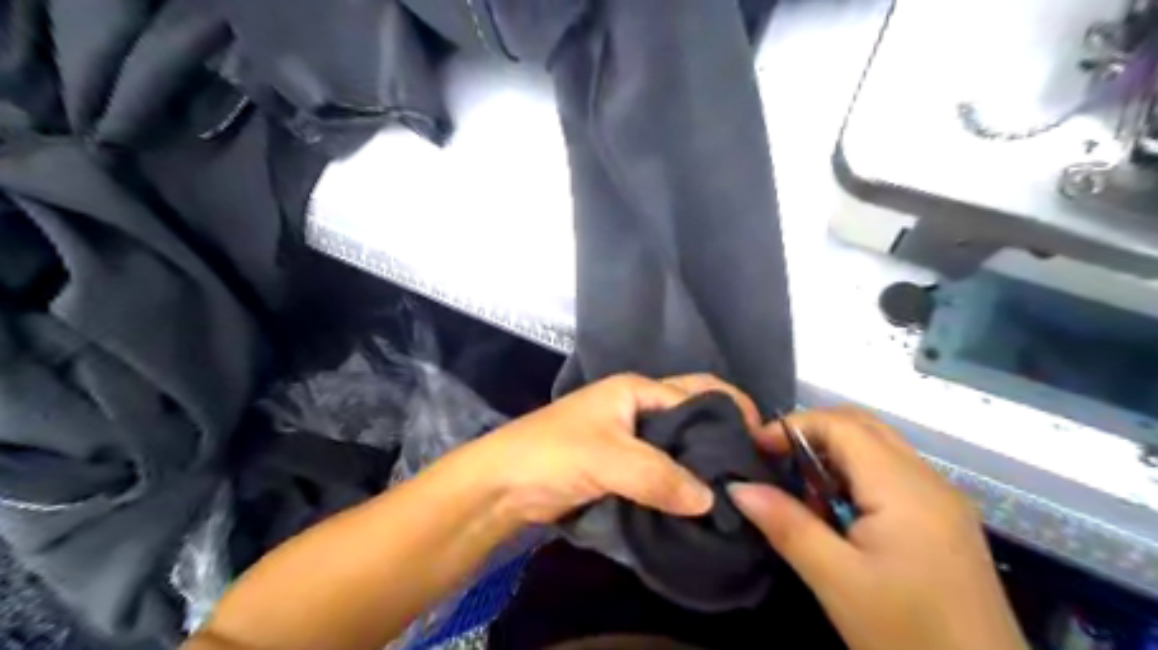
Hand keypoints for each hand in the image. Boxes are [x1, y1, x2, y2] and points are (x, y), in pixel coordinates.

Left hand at [470, 372, 760, 525]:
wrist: (501, 485)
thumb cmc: (553, 454)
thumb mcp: (610, 459)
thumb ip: (662, 477)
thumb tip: (711, 499)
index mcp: (636, 390)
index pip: (697, 394)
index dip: (731, 412)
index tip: (762, 444)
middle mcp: (637, 407)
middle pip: (690, 415)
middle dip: (721, 436)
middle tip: (754, 469)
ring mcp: (628, 437)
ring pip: (676, 446)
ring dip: (701, 463)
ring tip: (735, 490)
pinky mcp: (620, 466)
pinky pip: (661, 470)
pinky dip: (680, 482)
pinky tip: (701, 503)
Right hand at [725, 408, 1024, 649]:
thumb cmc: (908, 635)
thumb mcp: (837, 581)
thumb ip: (787, 526)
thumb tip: (737, 487)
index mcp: (904, 487)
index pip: (842, 425)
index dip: (793, 425)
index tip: (755, 447)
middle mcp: (927, 480)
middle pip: (862, 426)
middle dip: (812, 432)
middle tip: (774, 460)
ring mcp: (941, 499)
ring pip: (878, 447)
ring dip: (833, 454)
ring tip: (801, 490)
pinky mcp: (944, 520)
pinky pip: (891, 473)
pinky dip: (854, 475)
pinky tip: (837, 512)